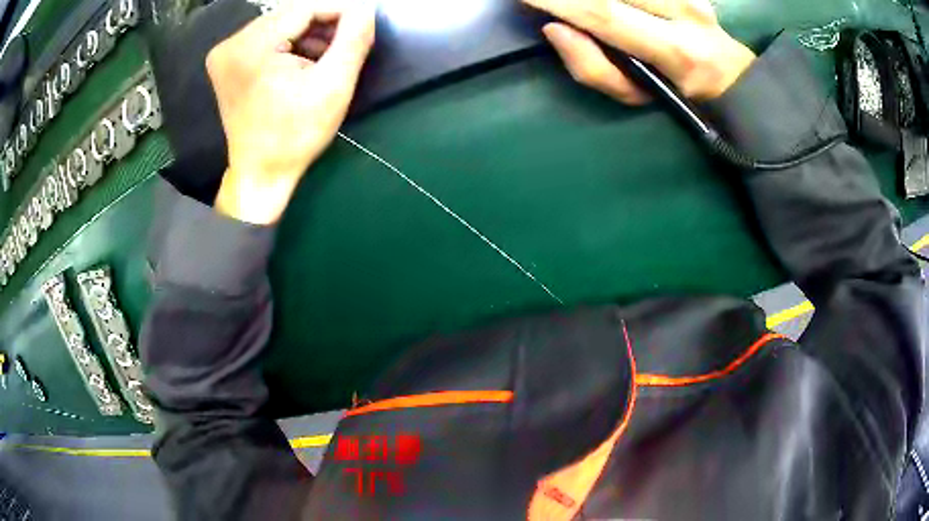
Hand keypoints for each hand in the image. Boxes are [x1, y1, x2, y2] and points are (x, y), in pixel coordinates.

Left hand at [208, 0, 375, 223]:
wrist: (260, 173)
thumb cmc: (296, 135)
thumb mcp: (333, 86)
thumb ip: (353, 40)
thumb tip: (365, 9)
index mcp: (251, 47)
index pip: (305, 8)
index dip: (340, 11)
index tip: (364, 23)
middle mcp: (231, 43)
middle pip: (290, 15)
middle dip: (323, 25)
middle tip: (346, 44)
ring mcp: (225, 53)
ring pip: (280, 25)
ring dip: (308, 35)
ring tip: (325, 58)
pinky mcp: (227, 63)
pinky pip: (267, 38)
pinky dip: (289, 44)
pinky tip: (303, 63)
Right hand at [523, 0, 755, 103]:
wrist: (729, 74)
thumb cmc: (678, 93)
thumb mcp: (635, 96)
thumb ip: (592, 67)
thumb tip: (555, 28)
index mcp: (673, 48)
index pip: (603, 12)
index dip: (558, 0)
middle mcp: (684, 11)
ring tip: (568, 3)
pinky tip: (606, 3)